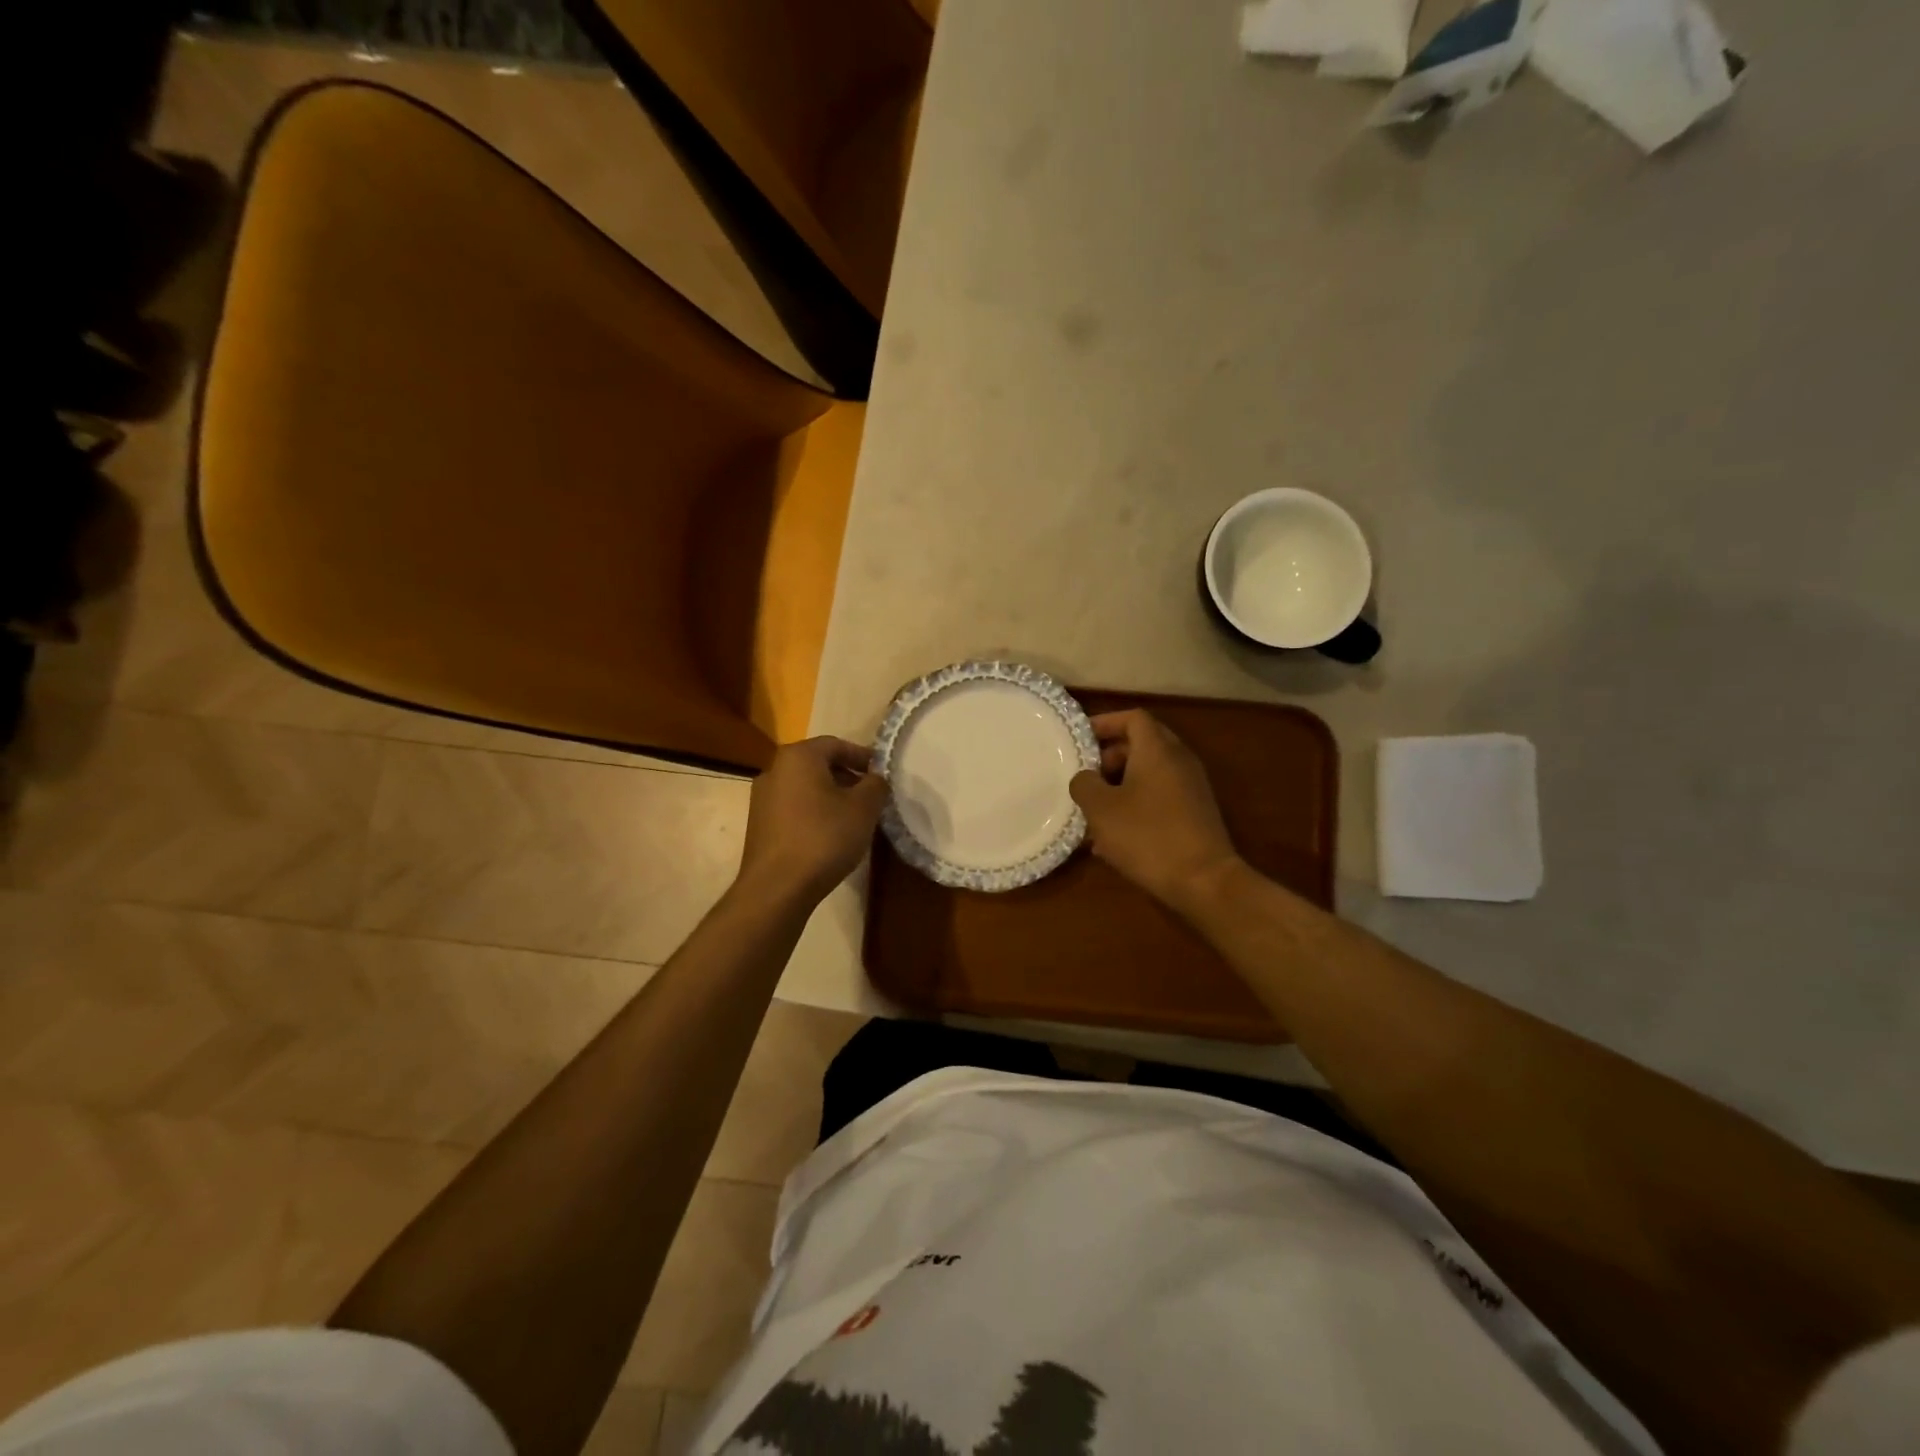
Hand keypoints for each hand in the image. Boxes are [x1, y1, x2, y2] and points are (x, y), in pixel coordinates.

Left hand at [738, 737, 889, 903]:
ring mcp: (762, 798)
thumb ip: (875, 785)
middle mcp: (774, 770)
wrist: (777, 888)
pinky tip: (830, 835)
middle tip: (871, 797)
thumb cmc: (824, 838)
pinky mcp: (759, 825)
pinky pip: (793, 808)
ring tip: (854, 818)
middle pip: (819, 764)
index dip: (863, 757)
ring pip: (805, 788)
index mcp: (798, 757)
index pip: (836, 744)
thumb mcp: (863, 808)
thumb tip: (875, 778)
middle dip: (848, 777)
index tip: (882, 775)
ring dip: (831, 796)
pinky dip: (814, 813)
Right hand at [1069, 710, 1241, 911]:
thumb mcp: (1101, 809)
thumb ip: (1084, 784)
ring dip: (1119, 786)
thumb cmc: (1147, 836)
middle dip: (1108, 758)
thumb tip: (1084, 777)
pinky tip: (1113, 838)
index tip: (1080, 739)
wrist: (1204, 881)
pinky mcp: (1194, 814)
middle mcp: (1179, 761)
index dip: (1105, 723)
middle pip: (1141, 745)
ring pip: (1148, 774)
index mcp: (1157, 750)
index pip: (1133, 717)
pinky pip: (1158, 797)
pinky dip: (1135, 806)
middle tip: (1084, 777)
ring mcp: (1191, 788)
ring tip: (1092, 812)